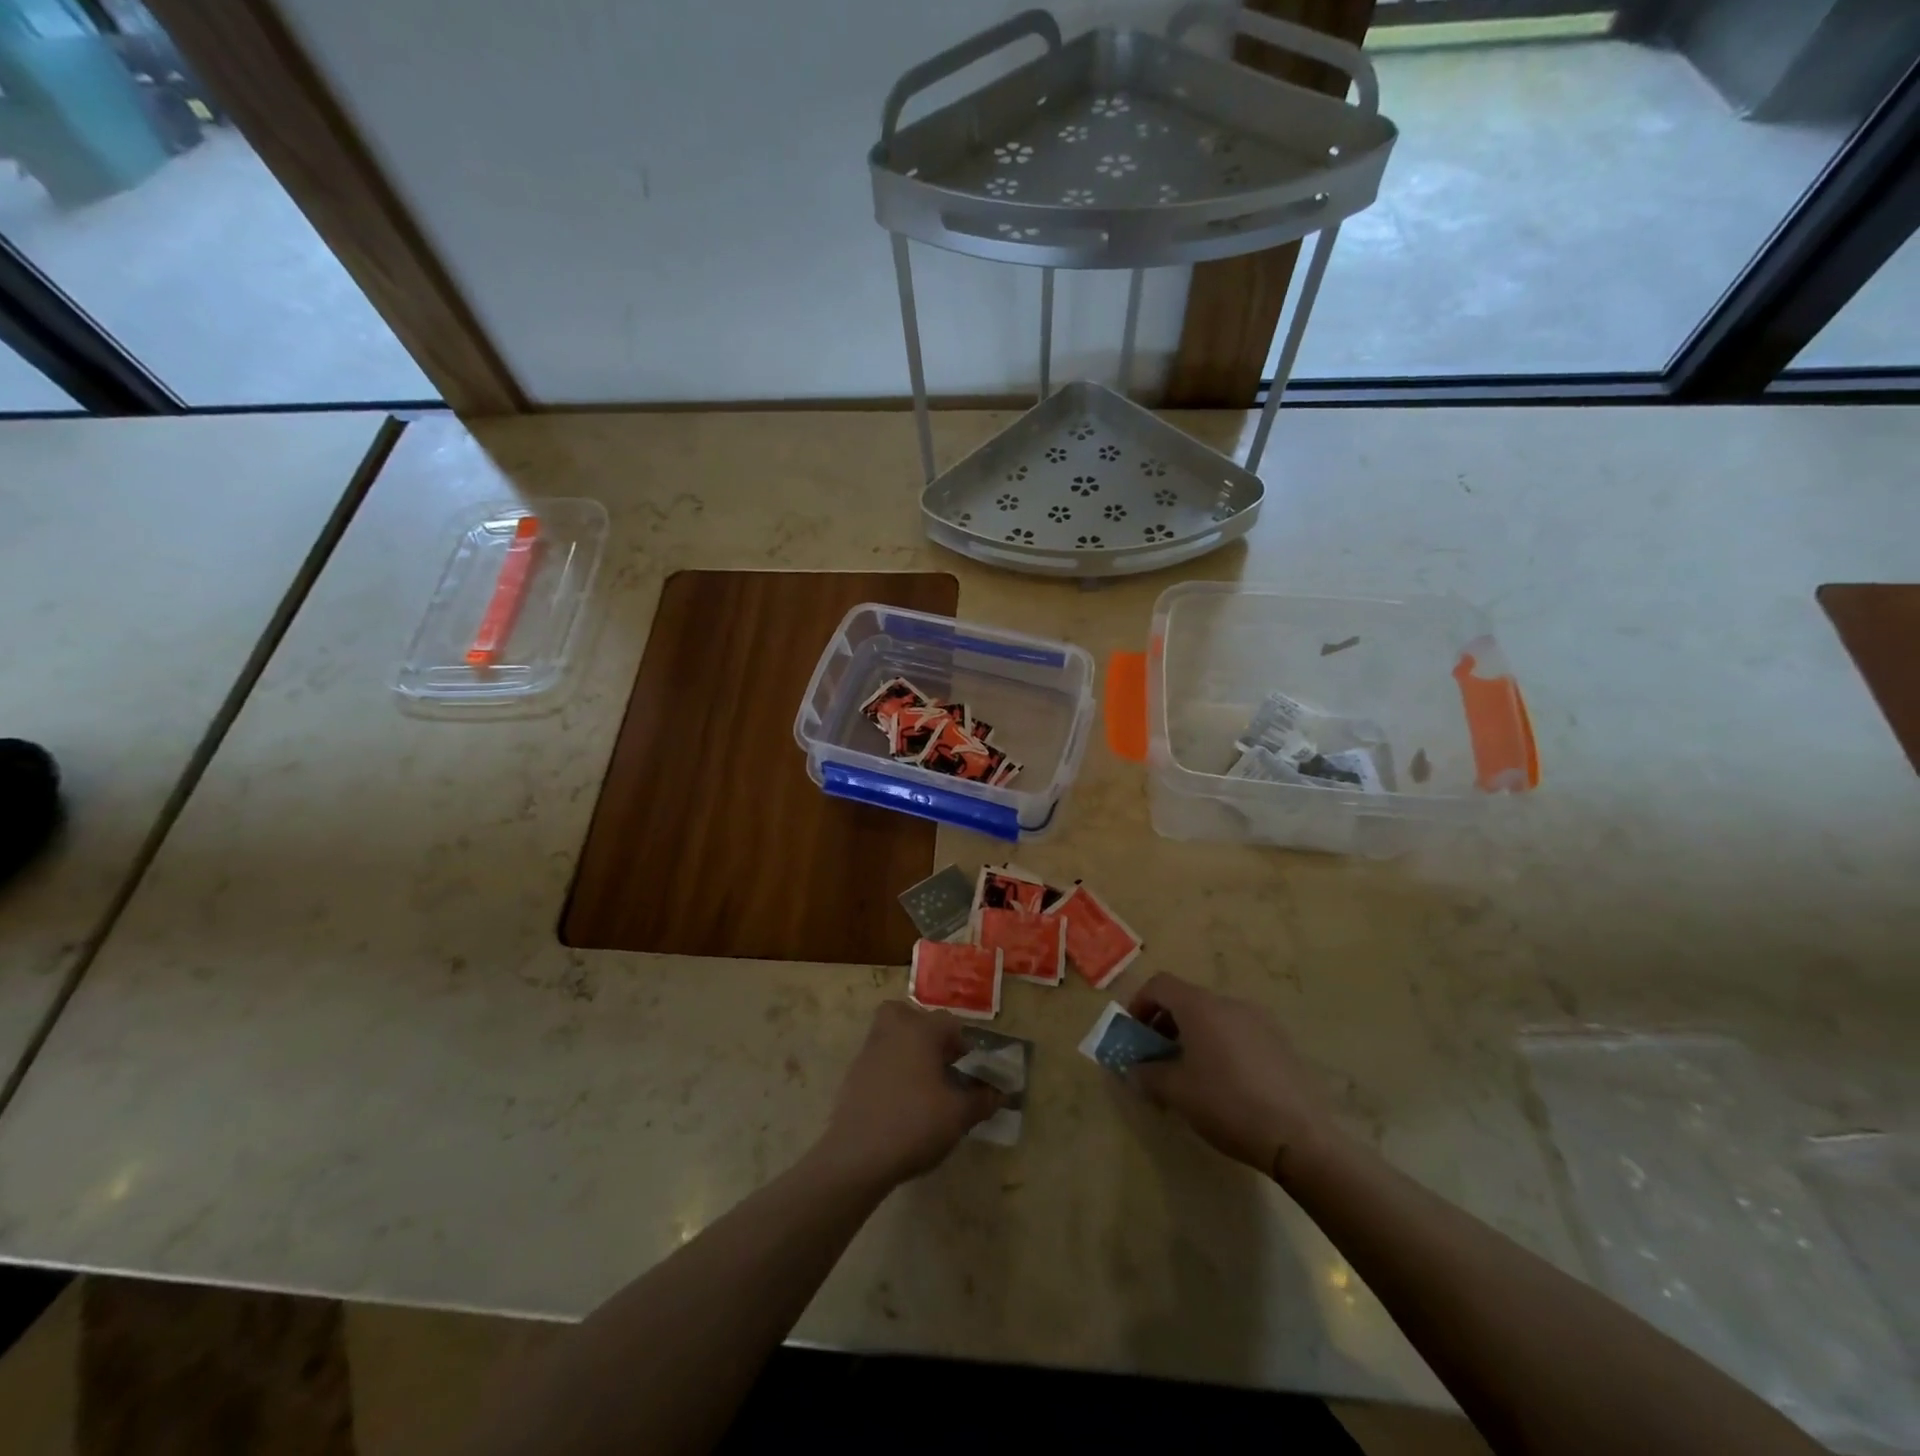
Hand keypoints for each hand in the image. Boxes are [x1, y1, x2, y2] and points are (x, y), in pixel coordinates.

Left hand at [815, 1001, 1000, 1191]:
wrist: (856, 1155)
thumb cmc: (914, 1124)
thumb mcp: (958, 1115)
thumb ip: (981, 1100)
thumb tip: (998, 1093)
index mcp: (920, 1030)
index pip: (950, 1024)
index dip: (965, 1046)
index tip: (971, 1073)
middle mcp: (892, 1030)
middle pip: (912, 1016)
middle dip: (928, 1034)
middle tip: (941, 1063)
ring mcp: (869, 1050)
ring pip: (892, 1035)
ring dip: (908, 1050)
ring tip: (923, 1084)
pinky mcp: (853, 1073)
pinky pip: (878, 1058)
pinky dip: (891, 1070)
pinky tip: (900, 1101)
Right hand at [1126, 972, 1329, 1178]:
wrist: (1299, 1137)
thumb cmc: (1227, 1105)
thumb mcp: (1176, 1092)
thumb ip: (1147, 1075)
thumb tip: (1133, 1070)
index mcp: (1201, 1007)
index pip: (1161, 985)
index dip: (1140, 1003)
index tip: (1134, 1033)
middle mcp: (1230, 1003)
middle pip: (1188, 1000)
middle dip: (1166, 1024)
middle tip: (1157, 1057)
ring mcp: (1261, 1021)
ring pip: (1215, 1017)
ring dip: (1194, 1035)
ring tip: (1191, 1073)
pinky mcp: (1281, 1043)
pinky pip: (1239, 1032)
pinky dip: (1221, 1045)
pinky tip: (1226, 1083)